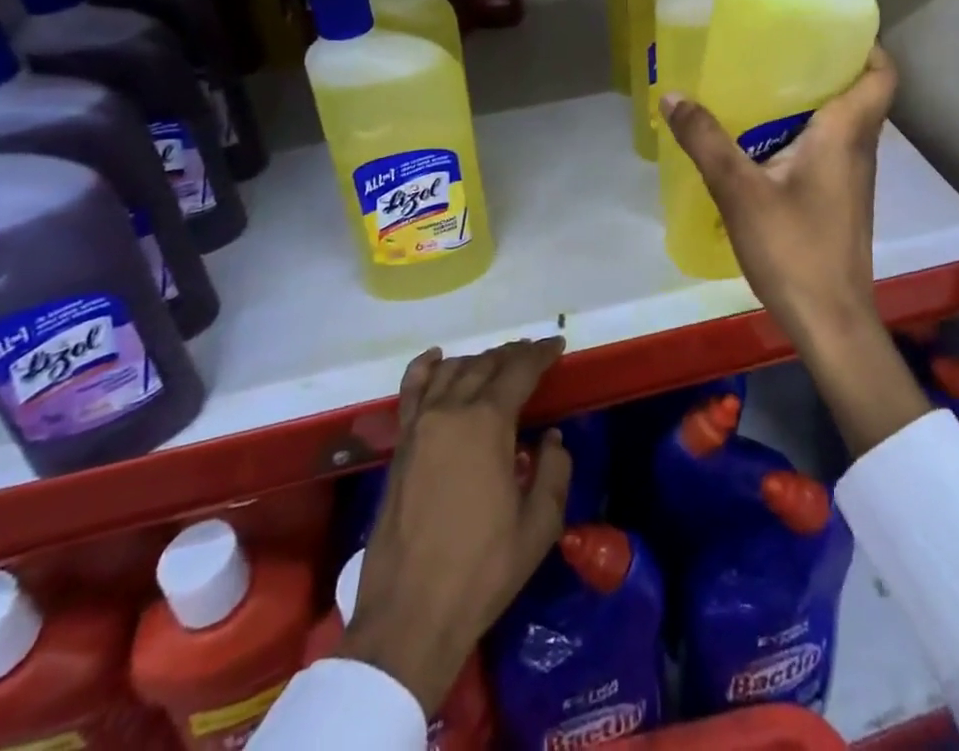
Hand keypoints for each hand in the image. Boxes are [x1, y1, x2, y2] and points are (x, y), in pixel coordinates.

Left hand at [341, 339, 570, 713]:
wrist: (410, 614)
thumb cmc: (482, 569)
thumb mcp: (538, 526)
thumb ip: (554, 472)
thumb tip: (552, 438)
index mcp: (488, 423)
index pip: (520, 371)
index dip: (541, 354)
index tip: (557, 345)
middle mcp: (452, 411)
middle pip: (486, 365)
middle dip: (513, 354)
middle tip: (533, 353)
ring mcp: (420, 425)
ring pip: (452, 372)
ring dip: (479, 360)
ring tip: (498, 361)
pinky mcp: (400, 445)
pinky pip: (411, 390)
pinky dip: (426, 368)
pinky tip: (437, 358)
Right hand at [660, 47, 929, 457]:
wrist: (830, 322)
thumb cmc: (794, 249)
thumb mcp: (740, 191)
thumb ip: (706, 141)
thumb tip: (672, 95)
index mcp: (846, 134)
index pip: (881, 75)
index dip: (865, 45)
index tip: (829, 29)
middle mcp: (859, 150)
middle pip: (857, 94)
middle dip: (823, 68)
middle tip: (778, 50)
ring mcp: (852, 179)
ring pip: (841, 124)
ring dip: (810, 103)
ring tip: (762, 88)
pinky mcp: (840, 202)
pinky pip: (828, 151)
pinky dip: (803, 135)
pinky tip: (762, 144)